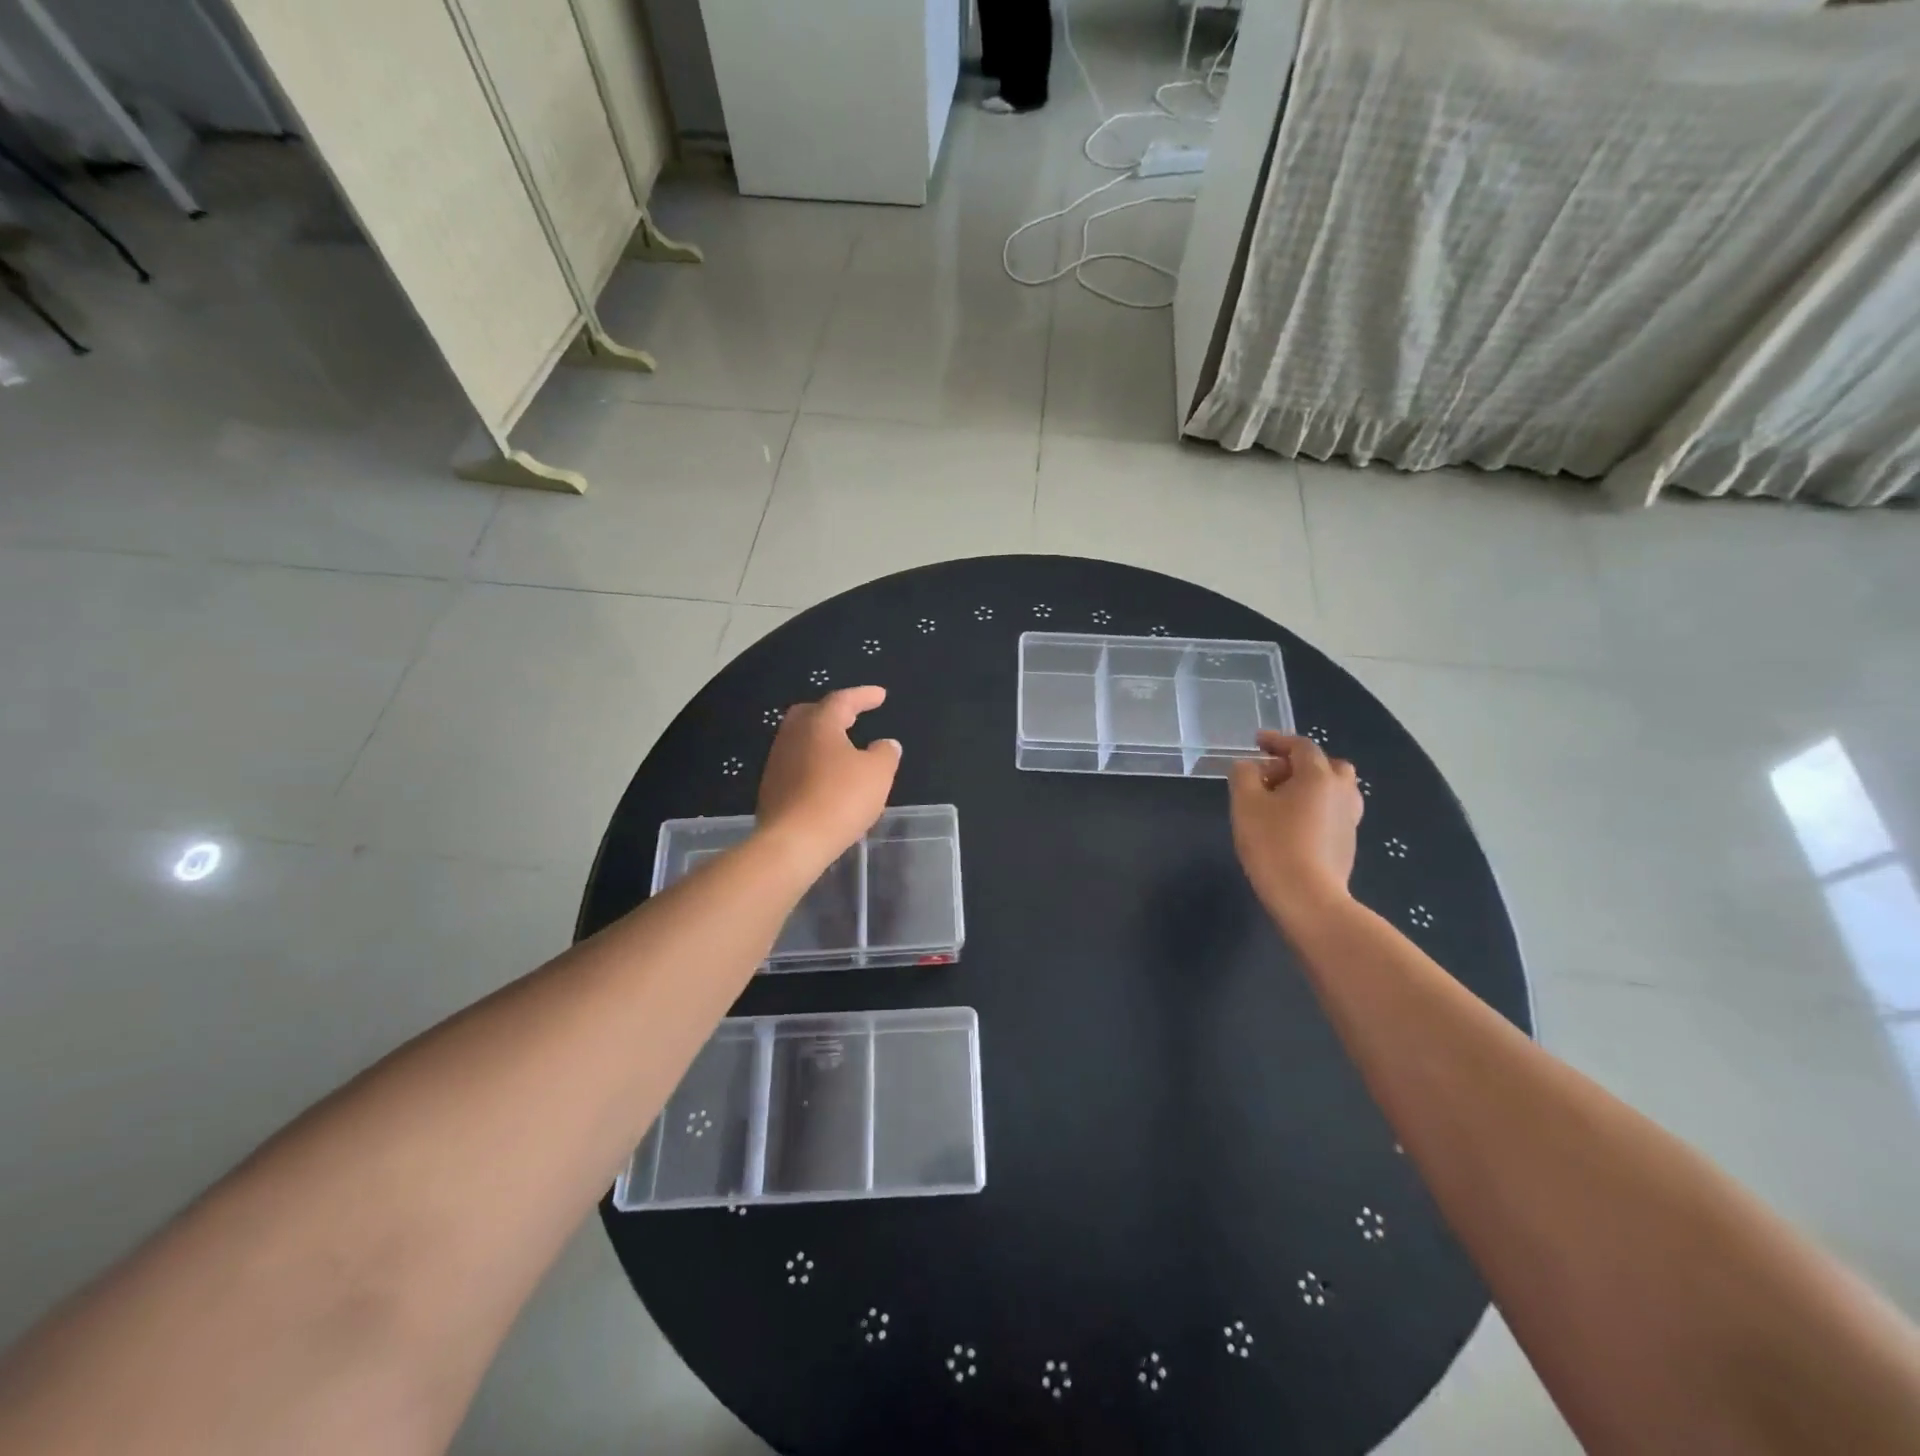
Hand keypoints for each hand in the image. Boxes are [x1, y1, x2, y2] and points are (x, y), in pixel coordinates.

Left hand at [755, 687, 900, 871]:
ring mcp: (777, 762)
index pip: (843, 700)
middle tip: (853, 715)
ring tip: (842, 748)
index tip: (881, 695)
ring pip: (801, 740)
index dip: (864, 696)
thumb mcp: (878, 774)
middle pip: (812, 714)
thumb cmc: (840, 799)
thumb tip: (885, 744)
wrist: (793, 842)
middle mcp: (793, 736)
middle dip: (834, 711)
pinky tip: (827, 778)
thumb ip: (885, 753)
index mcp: (819, 724)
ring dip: (823, 740)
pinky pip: (796, 765)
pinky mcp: (772, 788)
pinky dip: (814, 763)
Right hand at [1229, 731, 1362, 923]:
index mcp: (1318, 776)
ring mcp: (1349, 818)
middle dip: (1298, 763)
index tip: (1257, 741)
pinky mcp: (1348, 841)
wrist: (1308, 897)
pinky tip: (1293, 823)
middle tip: (1271, 774)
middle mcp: (1341, 791)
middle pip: (1325, 765)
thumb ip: (1244, 776)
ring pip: (1333, 789)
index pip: (1300, 746)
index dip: (1277, 740)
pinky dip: (1315, 806)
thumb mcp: (1245, 804)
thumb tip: (1249, 766)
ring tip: (1282, 799)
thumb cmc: (1273, 844)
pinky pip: (1332, 810)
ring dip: (1310, 786)